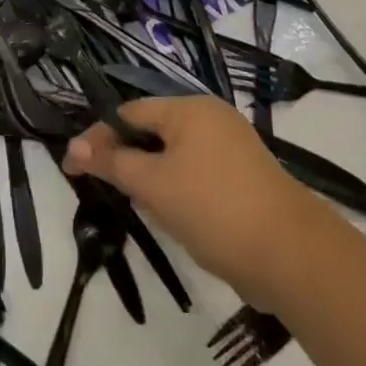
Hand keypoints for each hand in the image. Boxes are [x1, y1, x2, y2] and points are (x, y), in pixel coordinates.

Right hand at [64, 96, 342, 305]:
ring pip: (174, 155)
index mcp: (190, 109)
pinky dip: (178, 188)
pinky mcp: (245, 177)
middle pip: (153, 131)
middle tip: (108, 190)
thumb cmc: (213, 208)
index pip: (130, 114)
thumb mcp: (153, 184)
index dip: (99, 138)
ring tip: (142, 207)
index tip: (73, 167)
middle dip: (127, 159)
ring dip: (152, 177)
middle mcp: (212, 118)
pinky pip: (197, 172)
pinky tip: (175, 216)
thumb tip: (72, 148)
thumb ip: (112, 163)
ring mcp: (232, 147)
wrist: (292, 256)